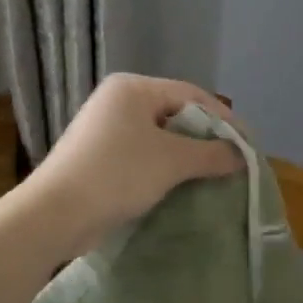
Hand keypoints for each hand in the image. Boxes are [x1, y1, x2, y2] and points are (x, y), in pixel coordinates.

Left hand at [28, 74, 242, 256]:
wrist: (54, 214)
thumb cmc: (117, 174)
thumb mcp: (172, 161)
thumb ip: (211, 154)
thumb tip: (240, 156)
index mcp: (133, 88)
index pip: (192, 94)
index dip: (225, 119)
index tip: (248, 145)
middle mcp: (118, 101)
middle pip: (176, 114)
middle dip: (206, 139)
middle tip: (232, 161)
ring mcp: (105, 129)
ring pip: (160, 138)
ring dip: (187, 157)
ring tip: (213, 176)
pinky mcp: (99, 157)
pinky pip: (144, 155)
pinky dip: (165, 168)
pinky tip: (182, 186)